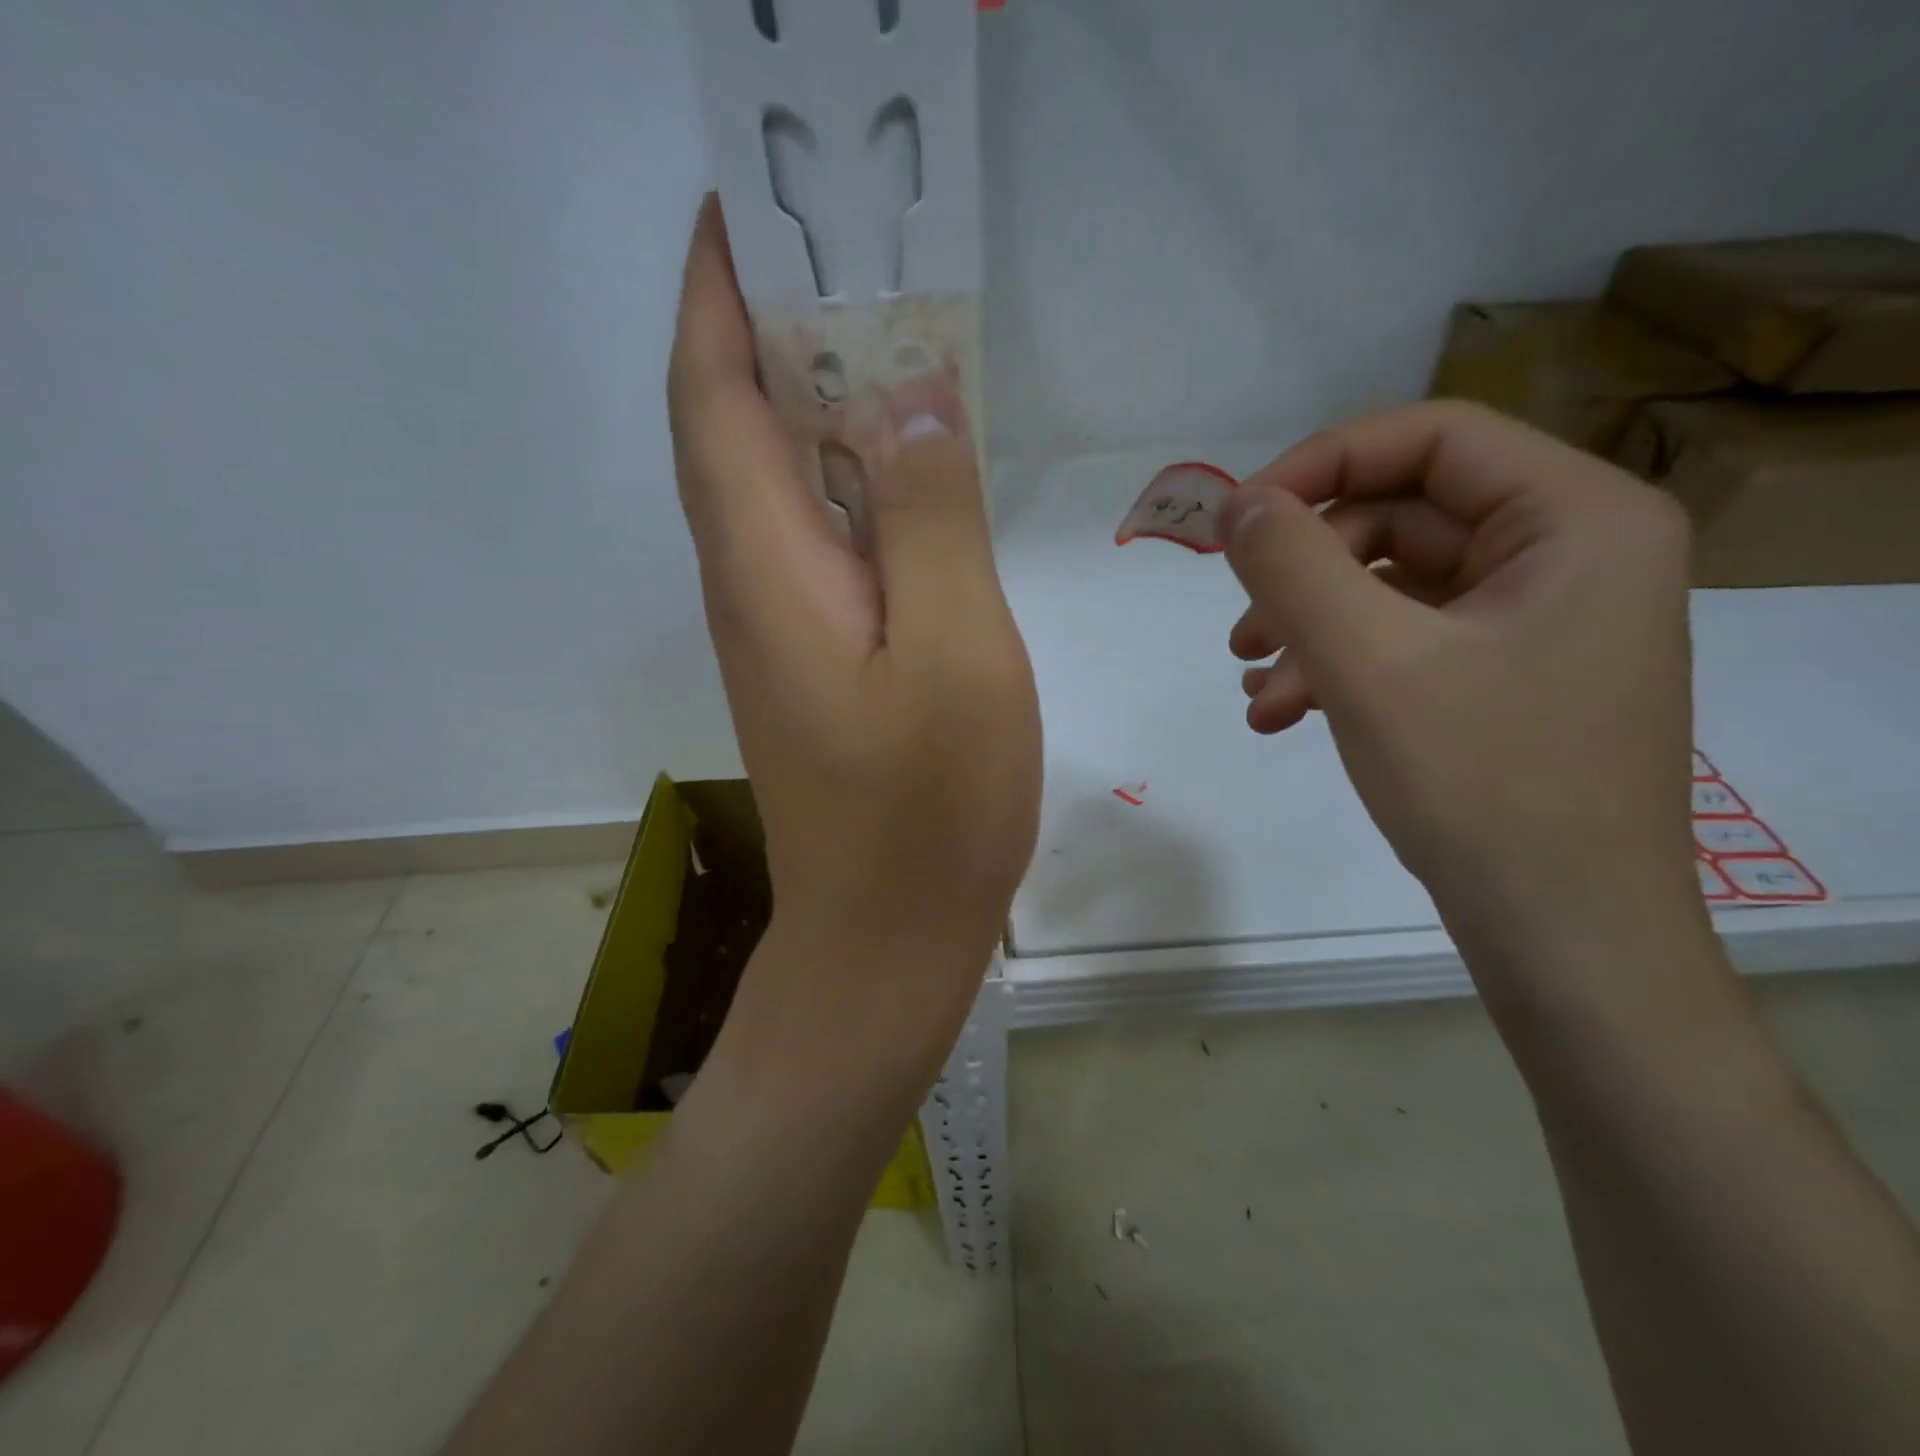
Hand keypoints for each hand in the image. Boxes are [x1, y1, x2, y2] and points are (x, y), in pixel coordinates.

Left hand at [667, 197, 1039, 1066]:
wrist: (884, 937)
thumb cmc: (928, 808)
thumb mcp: (955, 650)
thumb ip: (931, 517)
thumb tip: (908, 397)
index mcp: (767, 567)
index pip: (711, 395)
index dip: (716, 294)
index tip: (746, 208)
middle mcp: (750, 585)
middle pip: (731, 429)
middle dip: (764, 328)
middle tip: (841, 254)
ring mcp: (778, 629)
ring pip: (774, 486)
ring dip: (806, 402)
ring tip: (878, 335)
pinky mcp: (811, 661)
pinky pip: (814, 541)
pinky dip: (844, 481)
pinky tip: (901, 470)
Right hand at [1221, 402, 1700, 977]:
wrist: (1563, 936)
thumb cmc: (1482, 785)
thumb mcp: (1368, 663)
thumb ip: (1292, 566)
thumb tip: (1235, 503)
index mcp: (1577, 518)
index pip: (1433, 437)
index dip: (1321, 463)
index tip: (1238, 519)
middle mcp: (1570, 553)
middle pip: (1403, 517)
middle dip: (1306, 572)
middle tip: (1241, 628)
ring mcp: (1537, 619)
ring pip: (1391, 586)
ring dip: (1310, 627)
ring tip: (1255, 687)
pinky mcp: (1505, 674)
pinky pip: (1404, 639)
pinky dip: (1337, 665)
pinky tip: (1283, 712)